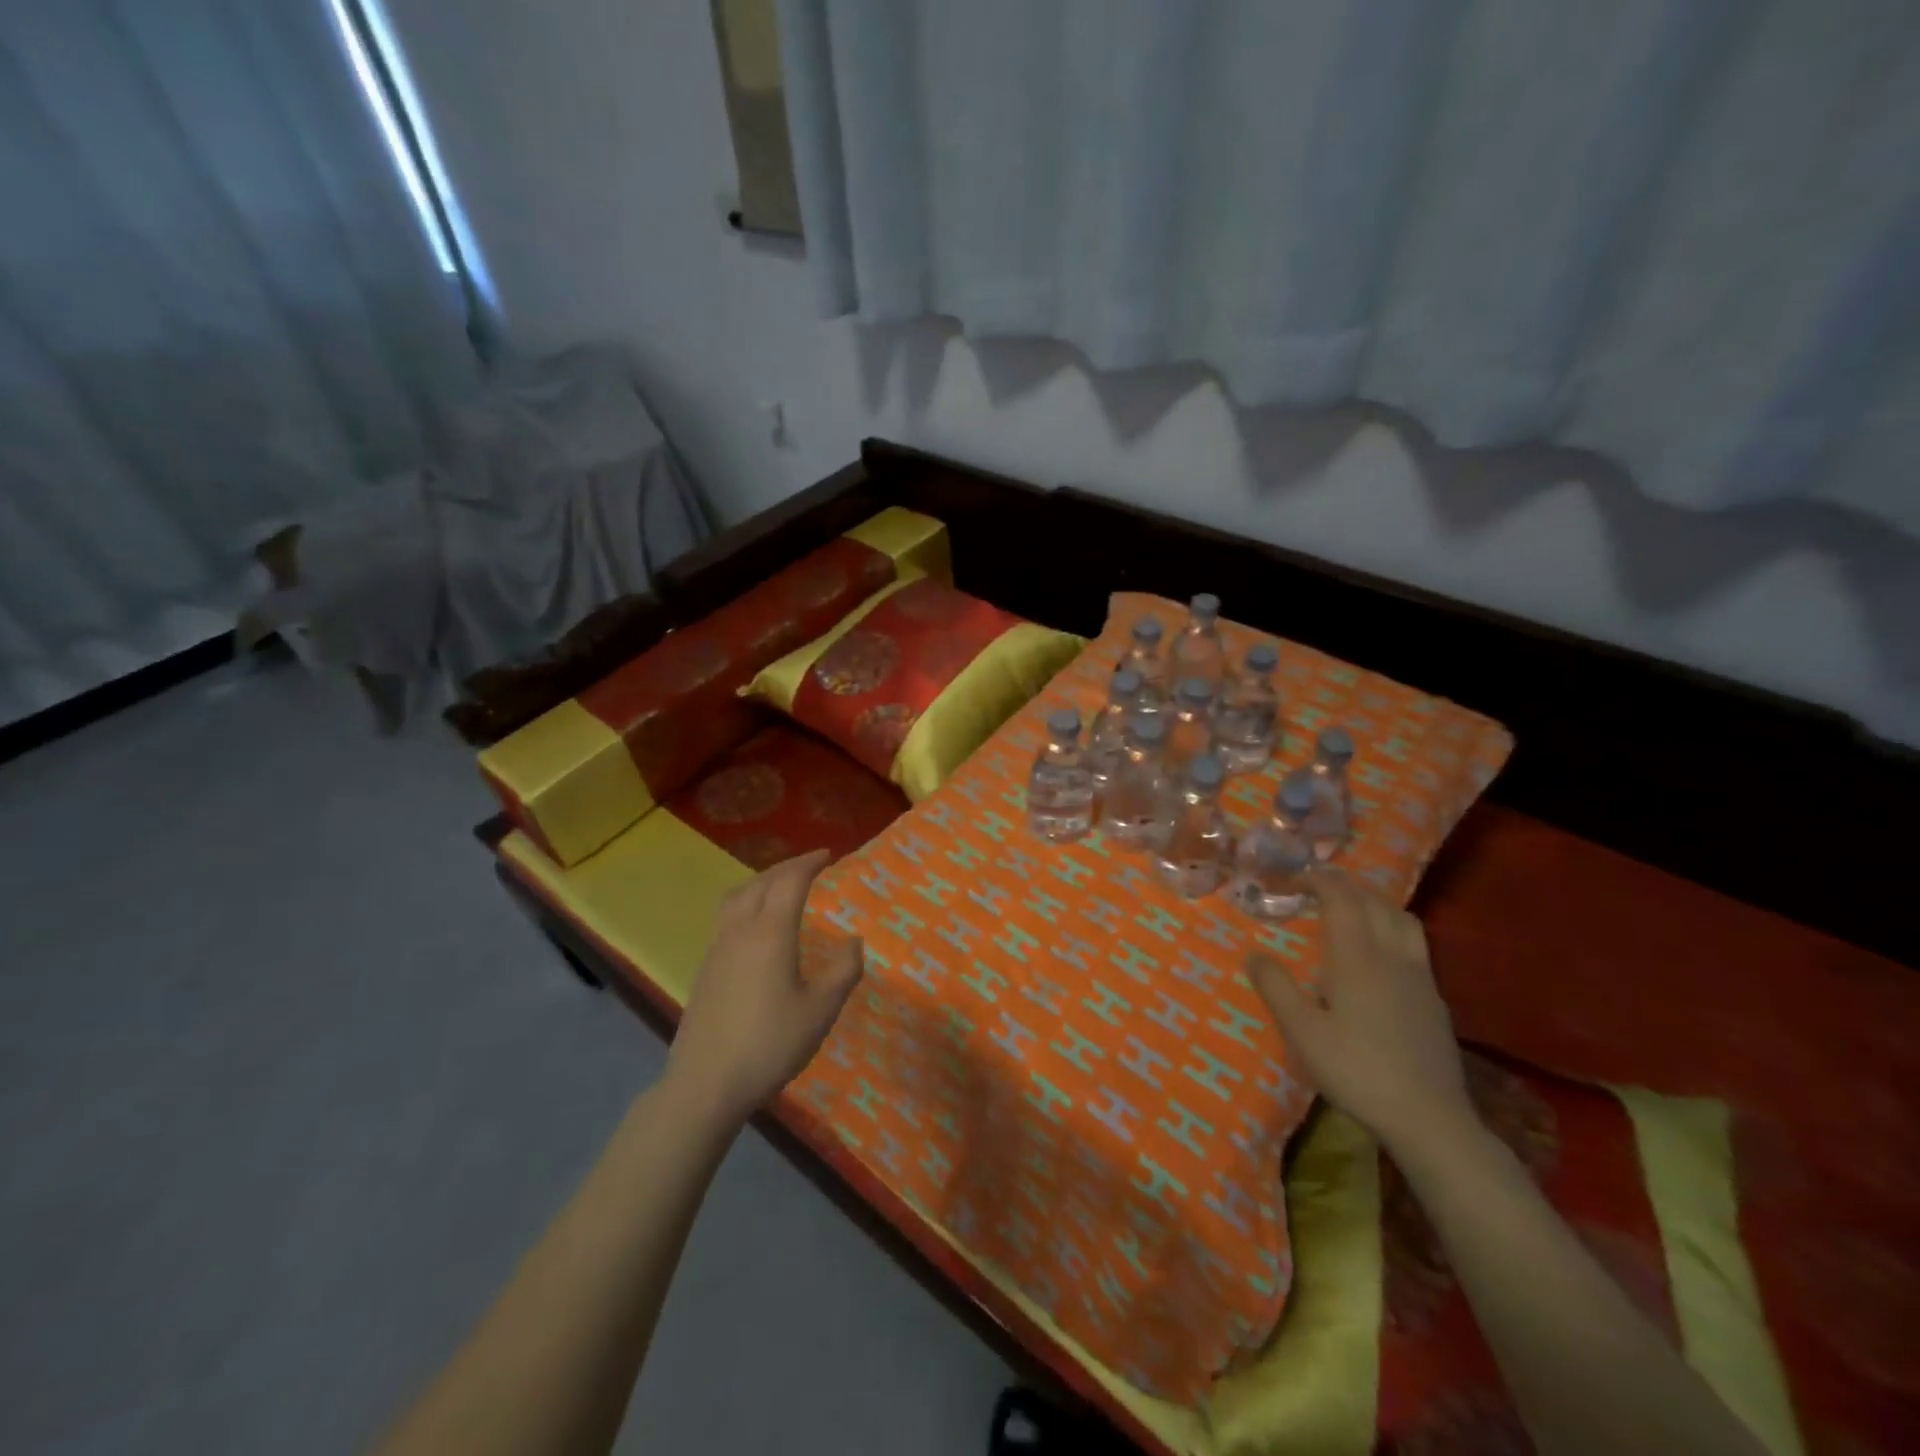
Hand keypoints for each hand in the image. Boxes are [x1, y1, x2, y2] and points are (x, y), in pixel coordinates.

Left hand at [664, 850, 863, 1127]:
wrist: (706, 1082)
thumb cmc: (770, 1043)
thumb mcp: (821, 1010)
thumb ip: (843, 971)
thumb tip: (854, 940)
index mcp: (771, 931)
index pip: (790, 881)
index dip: (809, 863)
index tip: (828, 855)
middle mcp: (741, 929)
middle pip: (761, 882)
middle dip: (786, 867)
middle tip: (810, 865)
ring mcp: (717, 947)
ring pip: (738, 896)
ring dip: (762, 881)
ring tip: (781, 885)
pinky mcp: (705, 967)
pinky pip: (727, 916)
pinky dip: (746, 902)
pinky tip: (756, 925)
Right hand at [1249, 873, 1471, 1154]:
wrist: (1429, 1117)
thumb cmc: (1357, 1070)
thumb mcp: (1302, 1032)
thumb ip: (1276, 988)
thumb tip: (1253, 954)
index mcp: (1357, 958)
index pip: (1341, 899)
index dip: (1318, 880)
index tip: (1294, 877)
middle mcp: (1391, 956)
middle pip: (1373, 902)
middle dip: (1344, 886)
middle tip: (1316, 888)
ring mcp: (1419, 977)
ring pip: (1401, 919)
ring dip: (1374, 903)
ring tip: (1351, 910)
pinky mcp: (1434, 999)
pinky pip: (1414, 944)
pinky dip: (1391, 929)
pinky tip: (1380, 955)